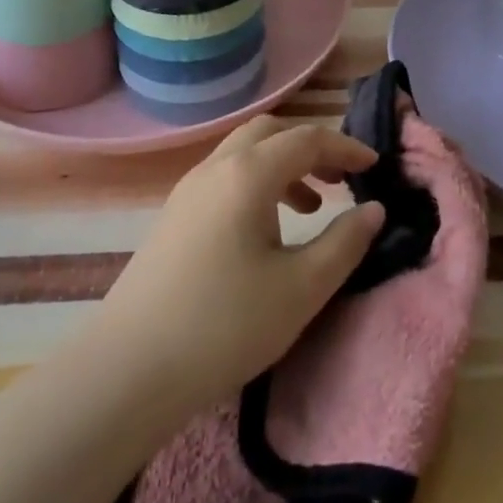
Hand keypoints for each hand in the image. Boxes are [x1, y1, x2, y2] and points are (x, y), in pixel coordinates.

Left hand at [94, 117, 386, 417]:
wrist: (128, 370)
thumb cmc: (225, 325)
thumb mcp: (301, 288)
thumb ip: (345, 243)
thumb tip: (373, 210)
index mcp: (248, 173)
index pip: (308, 139)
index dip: (346, 147)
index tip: (374, 166)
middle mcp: (216, 167)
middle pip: (271, 132)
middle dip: (312, 147)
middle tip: (341, 178)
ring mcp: (189, 190)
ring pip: (245, 153)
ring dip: (284, 165)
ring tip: (312, 206)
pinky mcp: (174, 216)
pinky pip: (226, 177)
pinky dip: (258, 184)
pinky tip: (267, 230)